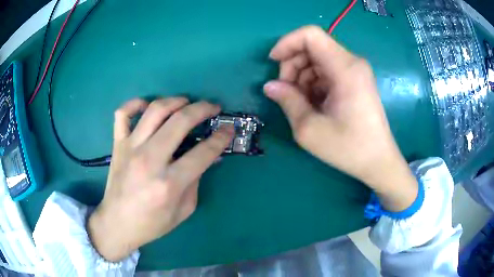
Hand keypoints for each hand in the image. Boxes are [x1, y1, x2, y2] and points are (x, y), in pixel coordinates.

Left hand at [87, 98, 233, 261]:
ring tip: (186, 102)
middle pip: (180, 121)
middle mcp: (150, 160)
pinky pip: (123, 114)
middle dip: (202, 109)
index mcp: (169, 183)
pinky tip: (146, 106)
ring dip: (175, 100)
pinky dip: (135, 104)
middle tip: (213, 107)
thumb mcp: (183, 210)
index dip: (221, 137)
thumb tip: (209, 156)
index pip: (203, 152)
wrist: (117, 223)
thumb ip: (197, 180)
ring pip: (155, 111)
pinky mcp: (117, 144)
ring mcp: (130, 148)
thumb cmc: (152, 223)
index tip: (229, 129)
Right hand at [264, 26, 417, 211]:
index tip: (272, 63)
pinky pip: (327, 71)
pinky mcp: (355, 80)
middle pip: (312, 47)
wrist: (378, 161)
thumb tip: (269, 86)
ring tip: (300, 102)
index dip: (287, 43)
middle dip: (292, 65)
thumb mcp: (310, 129)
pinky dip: (313, 82)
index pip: (310, 35)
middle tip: (286, 92)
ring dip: (301, 76)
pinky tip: (313, 103)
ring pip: (318, 59)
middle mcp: (352, 62)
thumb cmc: (348, 148)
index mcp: (345, 68)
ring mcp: (355, 71)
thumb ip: (287, 101)